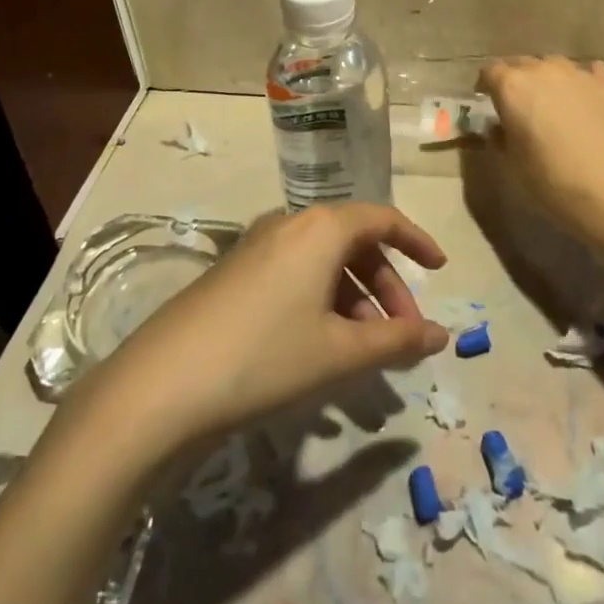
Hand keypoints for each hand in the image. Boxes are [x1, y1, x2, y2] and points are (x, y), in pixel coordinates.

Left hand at [99, 204, 450, 450]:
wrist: (162, 384)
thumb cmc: (265, 357)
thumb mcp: (340, 352)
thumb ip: (396, 340)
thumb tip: (441, 335)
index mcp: (320, 227)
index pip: (382, 219)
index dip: (416, 242)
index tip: (439, 270)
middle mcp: (289, 223)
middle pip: (353, 242)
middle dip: (386, 285)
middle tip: (401, 332)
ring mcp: (256, 246)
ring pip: (323, 262)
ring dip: (353, 299)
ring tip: (363, 351)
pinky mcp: (234, 272)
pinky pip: (294, 274)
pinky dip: (321, 302)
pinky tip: (320, 348)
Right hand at [478, 56, 603, 251]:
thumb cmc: (552, 181)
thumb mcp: (511, 165)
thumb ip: (498, 138)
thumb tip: (498, 127)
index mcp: (512, 87)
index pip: (490, 71)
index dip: (485, 86)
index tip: (486, 101)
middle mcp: (543, 71)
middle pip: (521, 64)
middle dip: (515, 81)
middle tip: (517, 106)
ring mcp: (577, 74)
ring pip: (553, 66)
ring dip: (545, 79)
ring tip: (549, 102)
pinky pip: (585, 74)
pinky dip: (578, 84)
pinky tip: (581, 99)